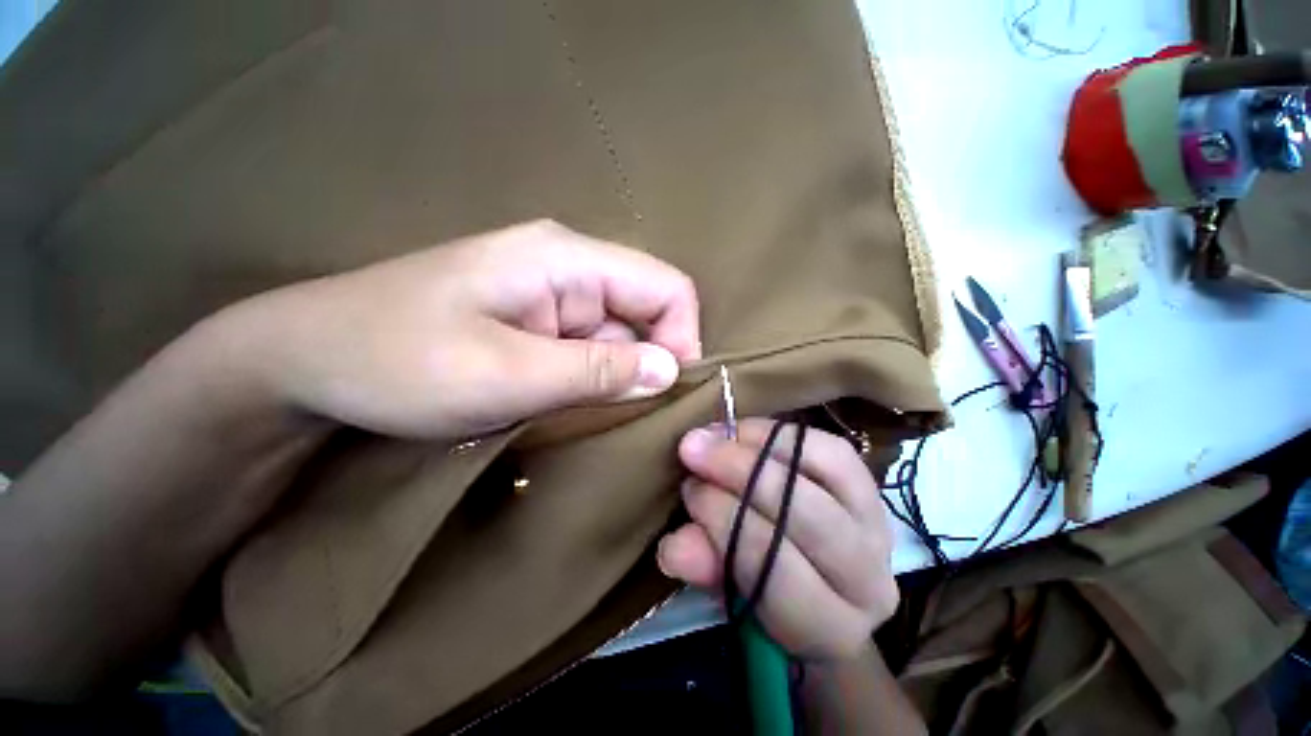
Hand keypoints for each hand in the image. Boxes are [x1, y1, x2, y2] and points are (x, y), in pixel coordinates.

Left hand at [220, 220, 701, 439]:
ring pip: (618, 335)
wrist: (304, 362)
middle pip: (644, 311)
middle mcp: (568, 269)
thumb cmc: (397, 361)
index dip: (681, 338)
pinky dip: (591, 380)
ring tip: (589, 416)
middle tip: (627, 415)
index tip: (666, 392)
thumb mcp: (507, 374)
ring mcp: (550, 297)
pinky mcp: (535, 323)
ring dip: (616, 377)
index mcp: (568, 260)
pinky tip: (567, 405)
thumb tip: (671, 371)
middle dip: (647, 364)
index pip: (665, 287)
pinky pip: (588, 349)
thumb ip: (598, 370)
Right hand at [658, 419, 898, 659]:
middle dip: (741, 473)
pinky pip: (828, 446)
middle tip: (694, 449)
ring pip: (824, 471)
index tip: (690, 488)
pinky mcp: (871, 483)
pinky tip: (743, 431)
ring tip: (714, 435)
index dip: (727, 522)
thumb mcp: (729, 589)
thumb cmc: (765, 590)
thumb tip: (675, 544)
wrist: (815, 577)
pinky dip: (781, 433)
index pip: (778, 569)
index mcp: (829, 623)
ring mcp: (877, 524)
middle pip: (808, 514)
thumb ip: (704, 567)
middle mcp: (868, 576)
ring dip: (759, 445)